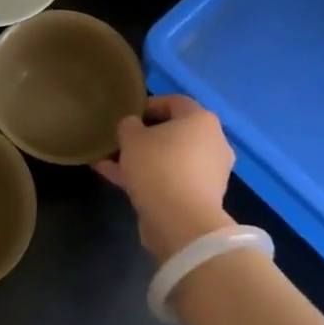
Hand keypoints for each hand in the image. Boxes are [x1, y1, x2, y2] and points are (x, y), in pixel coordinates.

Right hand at [93, 95, 235, 260]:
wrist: (181, 223)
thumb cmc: (158, 167)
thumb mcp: (132, 138)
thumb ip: (129, 125)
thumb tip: (133, 127)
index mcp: (202, 120)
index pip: (174, 102)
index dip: (148, 105)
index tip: (126, 116)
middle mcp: (213, 142)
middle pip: (174, 132)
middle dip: (144, 137)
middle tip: (119, 142)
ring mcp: (210, 172)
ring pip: (170, 159)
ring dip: (142, 160)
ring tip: (110, 163)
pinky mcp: (202, 197)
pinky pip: (171, 180)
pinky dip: (149, 178)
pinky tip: (118, 181)